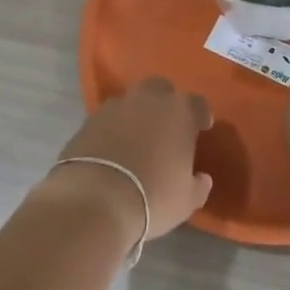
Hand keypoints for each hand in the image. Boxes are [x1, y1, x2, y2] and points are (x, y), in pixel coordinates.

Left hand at [46, 78, 213, 245]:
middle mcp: (147, 100)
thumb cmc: (152, 197)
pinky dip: (112, 129)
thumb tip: (202, 179)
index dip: (200, 114)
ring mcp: (114, 107)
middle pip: (160, 89)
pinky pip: (107, 119)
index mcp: (178, 112)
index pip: (196, 103)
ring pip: (130, 101)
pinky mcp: (87, 121)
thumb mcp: (186, 200)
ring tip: (136, 139)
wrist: (95, 200)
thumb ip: (197, 185)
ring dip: (136, 114)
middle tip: (166, 126)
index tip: (201, 127)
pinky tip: (112, 149)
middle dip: (165, 103)